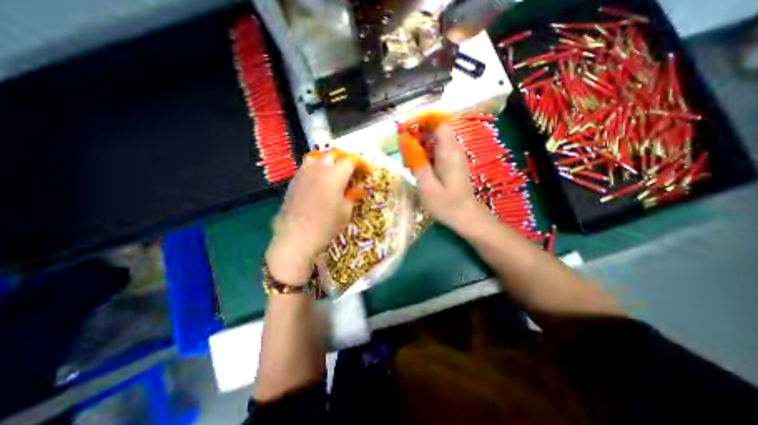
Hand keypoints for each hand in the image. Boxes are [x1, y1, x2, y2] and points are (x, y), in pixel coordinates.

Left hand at [266, 152, 354, 285]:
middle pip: (334, 155)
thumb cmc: (326, 225)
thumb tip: (358, 190)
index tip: (367, 172)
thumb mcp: (345, 212)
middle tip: (352, 172)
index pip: (351, 161)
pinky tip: (319, 181)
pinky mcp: (295, 180)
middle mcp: (319, 168)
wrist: (296, 236)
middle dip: (345, 161)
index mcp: (335, 175)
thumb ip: (352, 196)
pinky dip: (317, 168)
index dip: (361, 165)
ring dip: (329, 162)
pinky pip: (308, 166)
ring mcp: (304, 172)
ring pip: (318, 158)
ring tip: (334, 173)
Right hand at [409, 125, 478, 229]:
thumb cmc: (446, 204)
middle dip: (417, 136)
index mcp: (448, 152)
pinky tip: (419, 170)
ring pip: (435, 141)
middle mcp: (453, 150)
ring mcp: (454, 156)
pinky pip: (437, 151)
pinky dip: (425, 155)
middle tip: (405, 153)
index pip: (439, 123)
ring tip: (410, 164)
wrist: (466, 217)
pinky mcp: (452, 163)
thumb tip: (405, 140)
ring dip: (420, 147)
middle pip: (435, 131)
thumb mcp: (426, 185)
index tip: (406, 131)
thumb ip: (416, 161)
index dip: (422, 122)